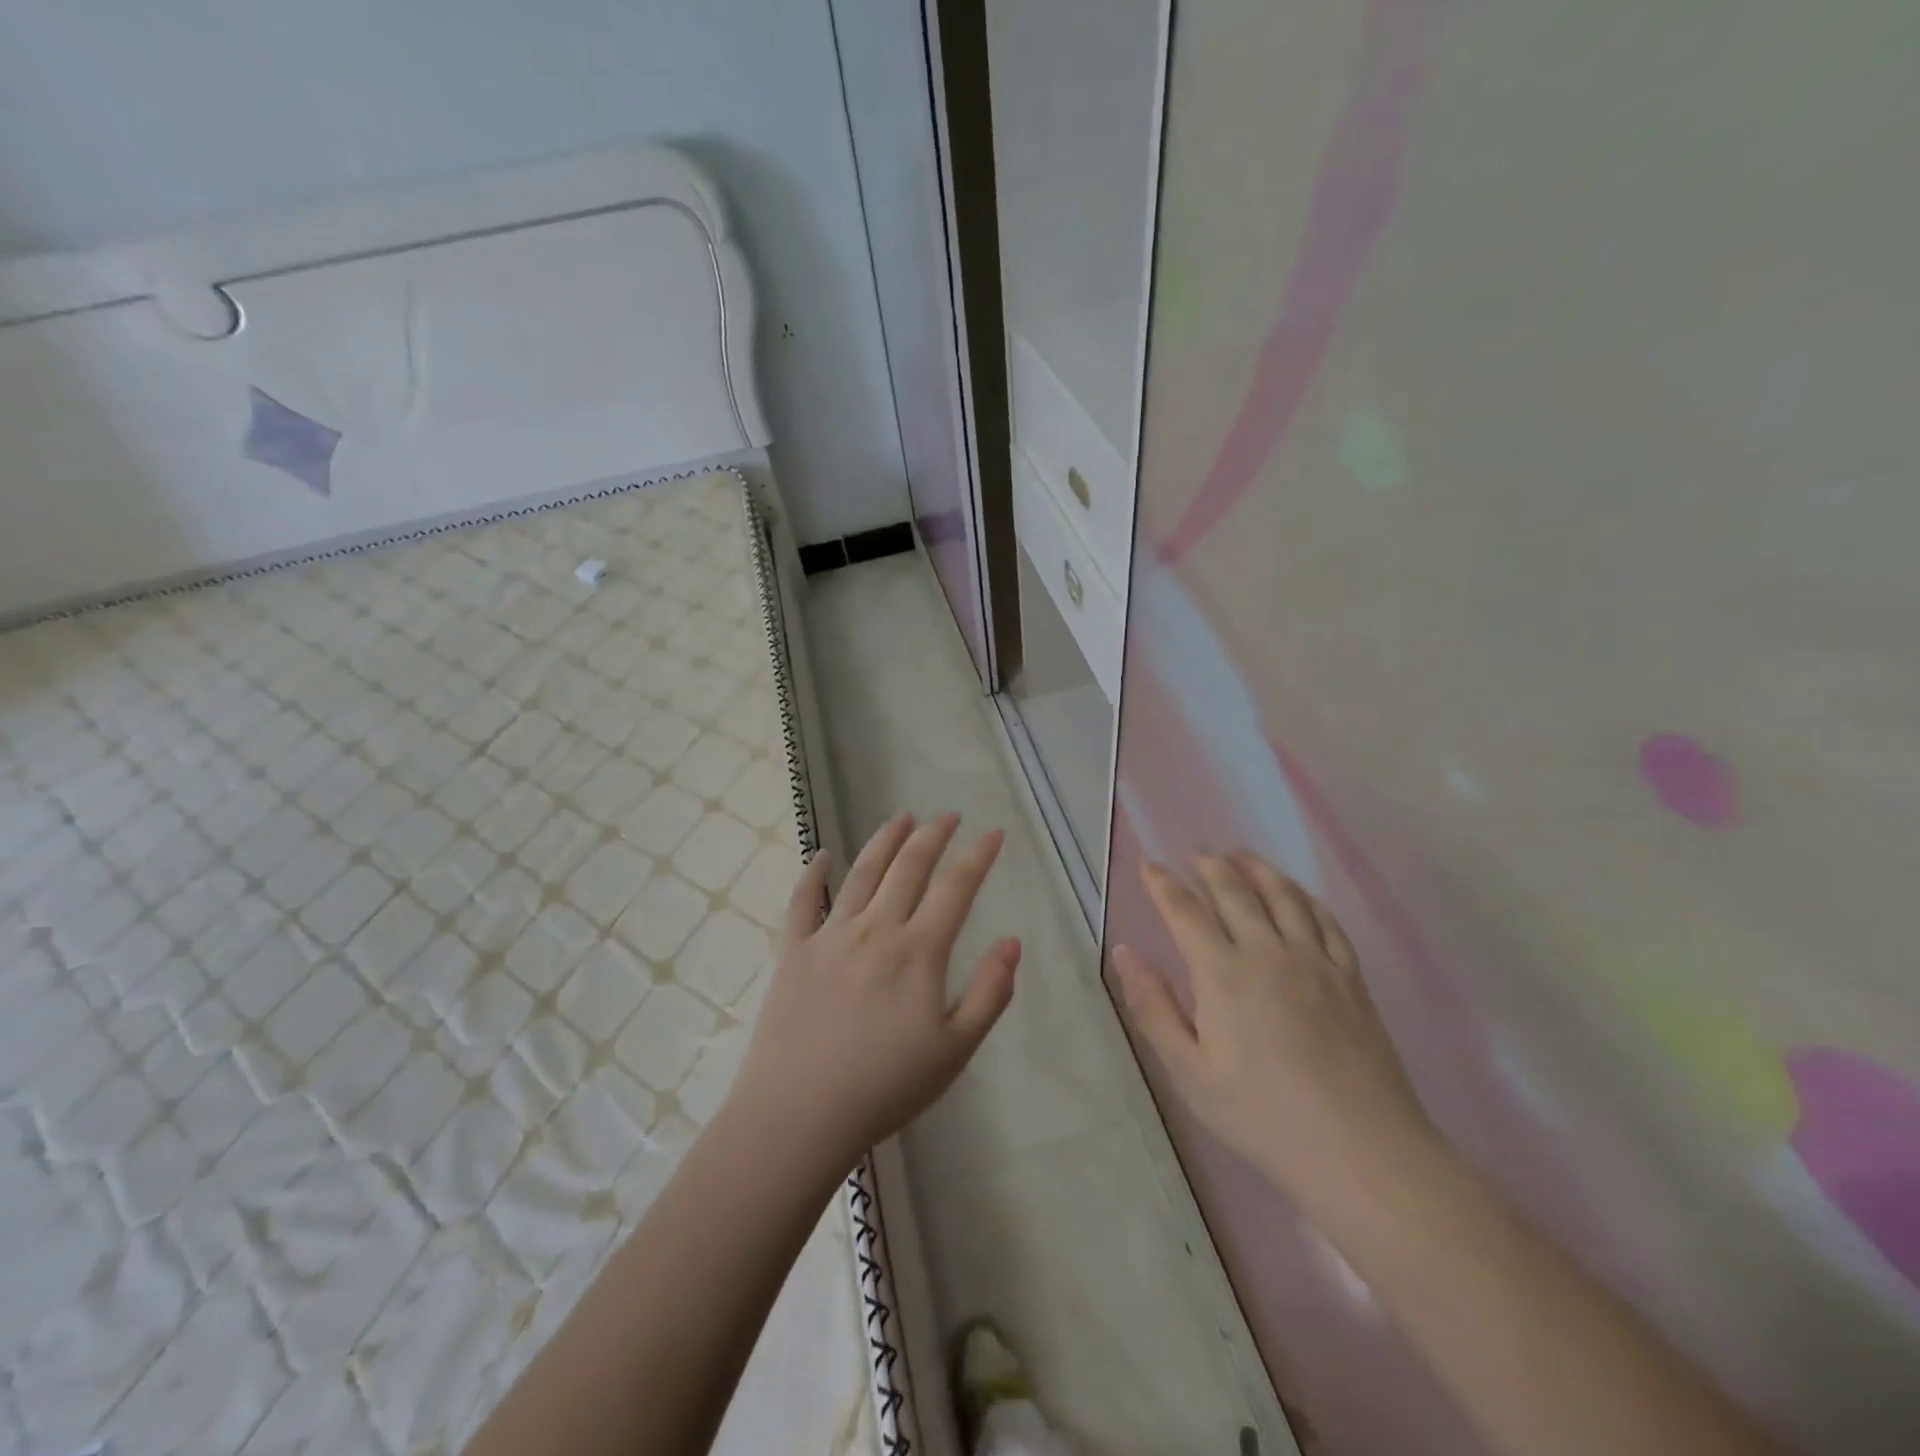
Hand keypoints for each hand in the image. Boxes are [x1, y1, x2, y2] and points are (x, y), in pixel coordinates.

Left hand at [724, 812, 1020, 1170]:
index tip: (993, 833)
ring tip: (902, 817)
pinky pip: (803, 901)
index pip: (955, 888)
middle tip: (949, 815)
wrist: (798, 1115)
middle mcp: (876, 929)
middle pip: (909, 867)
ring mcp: (830, 936)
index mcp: (918, 952)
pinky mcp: (794, 951)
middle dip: (933, 835)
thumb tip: (1012, 941)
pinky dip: (813, 874)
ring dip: (885, 840)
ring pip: (862, 873)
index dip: (978, 856)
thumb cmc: (885, 1088)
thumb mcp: (955, 1050)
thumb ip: (990, 993)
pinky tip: (823, 856)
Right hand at [1114, 851, 1435, 1217]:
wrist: (1360, 1150)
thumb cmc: (1262, 1115)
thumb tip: (1125, 953)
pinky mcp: (1350, 978)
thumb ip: (1153, 1007)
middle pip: (1235, 892)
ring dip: (1257, 870)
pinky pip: (1326, 921)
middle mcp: (1268, 952)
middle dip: (1209, 866)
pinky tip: (1298, 895)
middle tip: (1195, 852)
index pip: (1186, 911)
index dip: (1164, 884)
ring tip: (1241, 855)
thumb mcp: (1190, 1072)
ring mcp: (1315, 961)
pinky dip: (1306, 898)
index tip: (1149, 865)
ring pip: (1283, 897)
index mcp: (1223, 973)